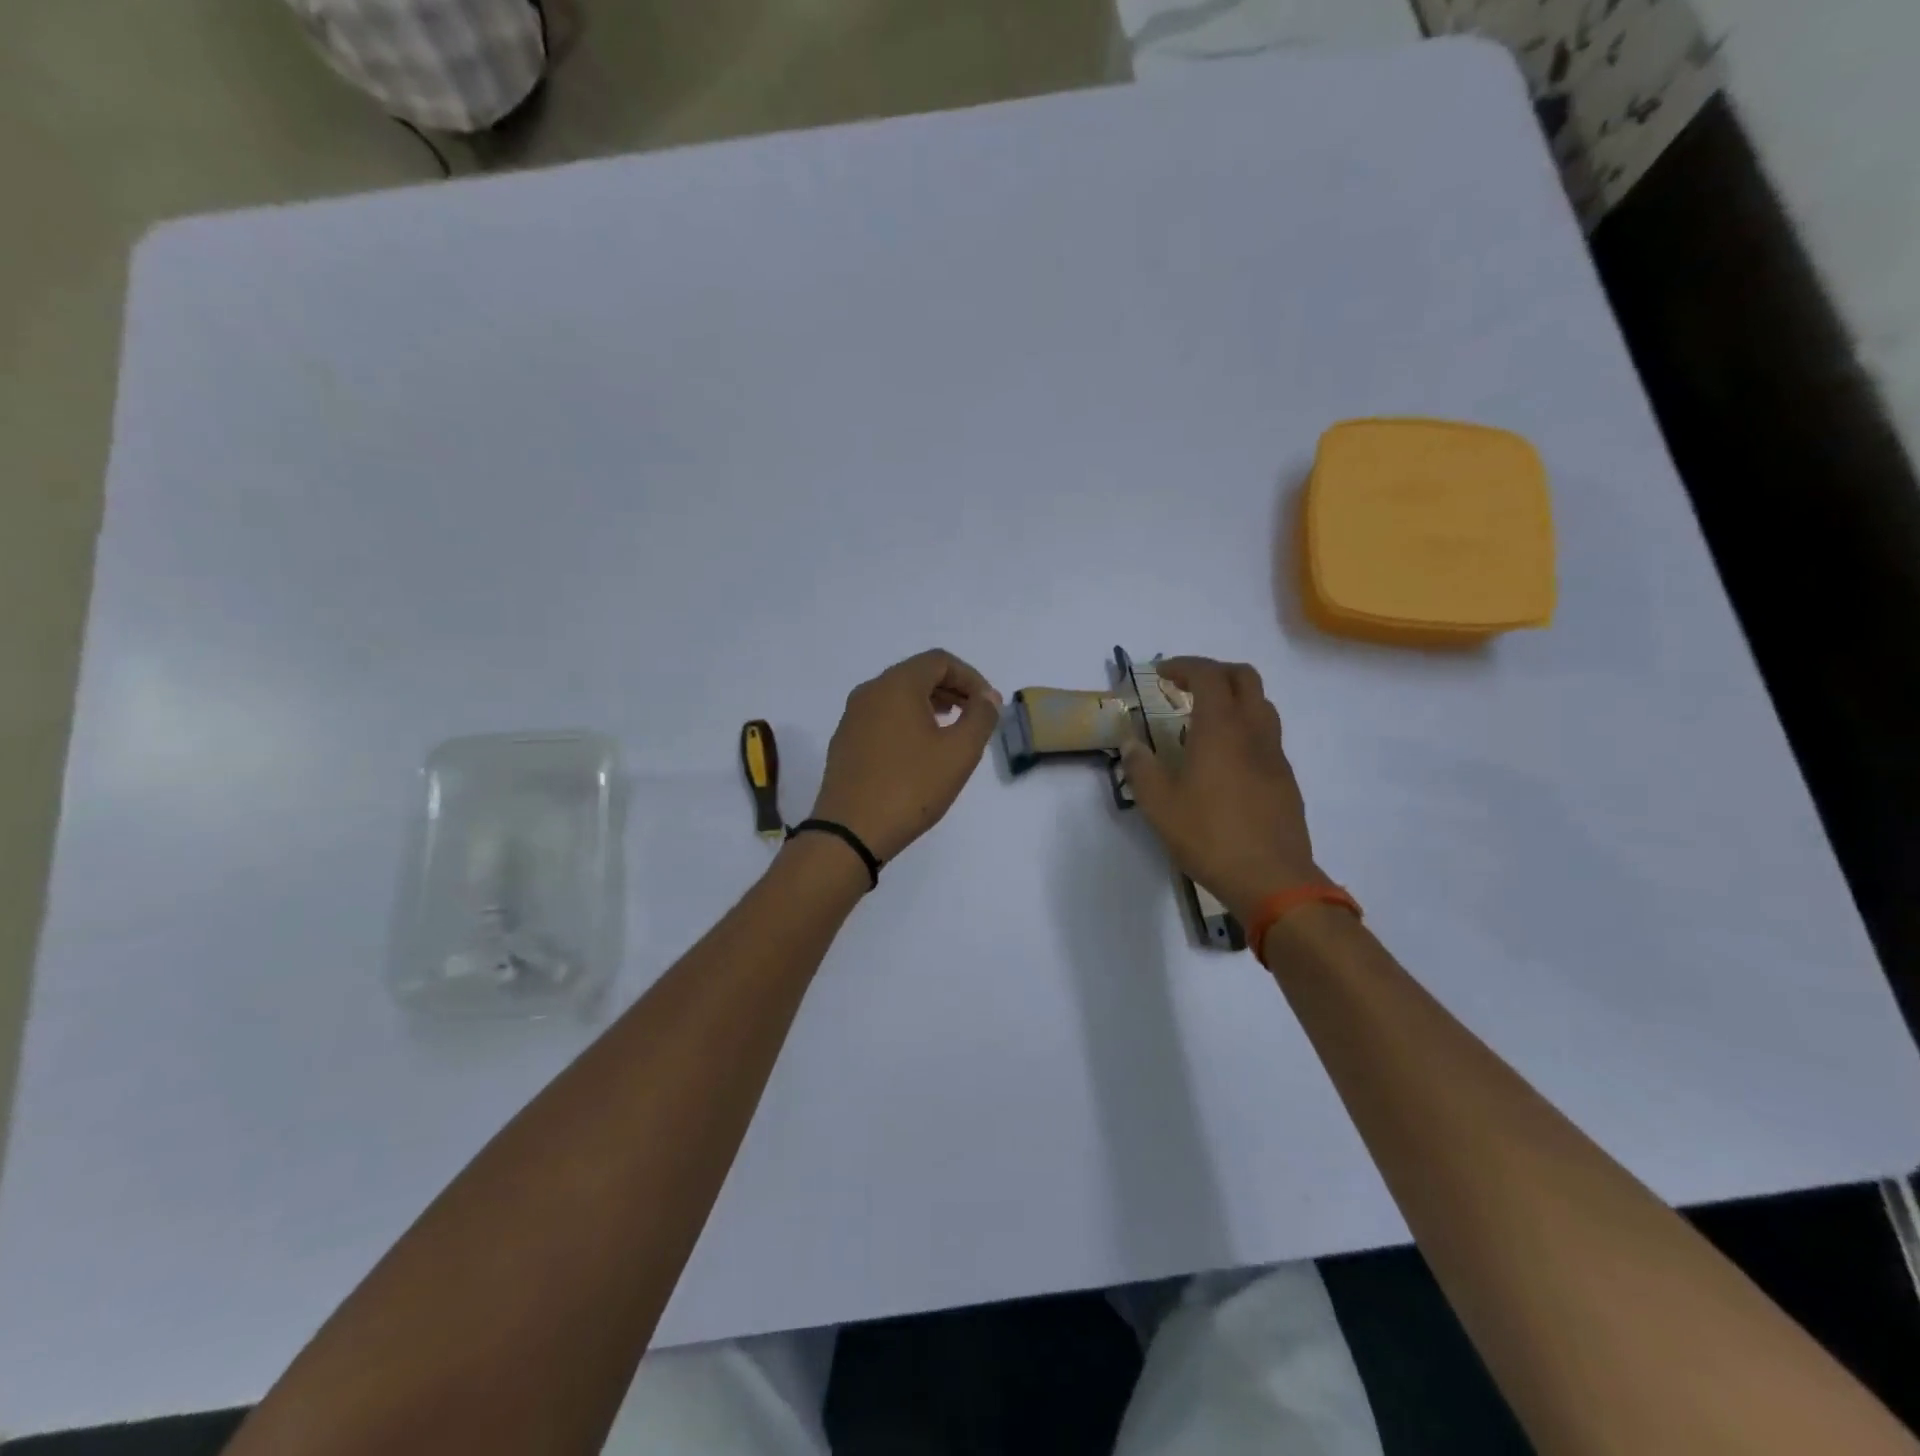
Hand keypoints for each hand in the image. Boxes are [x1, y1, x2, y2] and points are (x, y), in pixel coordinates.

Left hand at [810, 649, 1003, 862]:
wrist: (850, 831)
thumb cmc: (911, 787)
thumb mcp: (959, 752)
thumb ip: (980, 717)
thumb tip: (987, 697)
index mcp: (897, 685)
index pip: (939, 661)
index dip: (971, 677)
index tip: (989, 704)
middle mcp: (870, 691)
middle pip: (917, 674)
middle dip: (951, 689)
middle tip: (975, 715)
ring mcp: (852, 716)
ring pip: (898, 696)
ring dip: (930, 705)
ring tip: (952, 730)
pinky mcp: (845, 741)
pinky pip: (882, 717)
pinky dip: (907, 721)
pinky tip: (920, 751)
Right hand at [1120, 657, 1320, 924]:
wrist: (1272, 878)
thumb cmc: (1209, 836)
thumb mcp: (1159, 805)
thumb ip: (1141, 768)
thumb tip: (1130, 743)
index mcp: (1221, 729)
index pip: (1208, 675)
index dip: (1184, 666)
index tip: (1162, 675)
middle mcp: (1253, 731)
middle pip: (1244, 677)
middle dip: (1214, 672)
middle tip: (1186, 687)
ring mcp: (1275, 754)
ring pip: (1261, 704)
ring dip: (1234, 698)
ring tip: (1205, 719)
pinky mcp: (1285, 778)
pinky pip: (1267, 735)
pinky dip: (1245, 727)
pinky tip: (1225, 758)